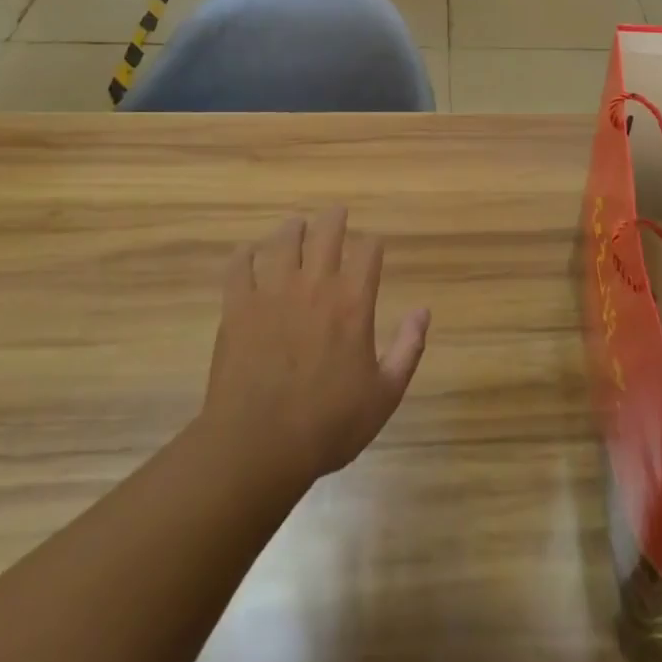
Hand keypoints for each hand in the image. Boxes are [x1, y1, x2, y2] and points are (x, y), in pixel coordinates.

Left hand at [201, 208, 429, 488]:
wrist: (257, 448)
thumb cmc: (328, 425)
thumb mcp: (385, 395)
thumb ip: (408, 348)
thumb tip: (423, 311)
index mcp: (352, 302)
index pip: (368, 251)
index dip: (373, 243)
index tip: (374, 246)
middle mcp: (314, 286)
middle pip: (327, 232)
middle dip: (335, 219)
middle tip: (337, 213)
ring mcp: (272, 293)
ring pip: (284, 241)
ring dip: (293, 229)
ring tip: (297, 226)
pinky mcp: (238, 308)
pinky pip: (239, 266)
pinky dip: (245, 255)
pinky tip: (248, 254)